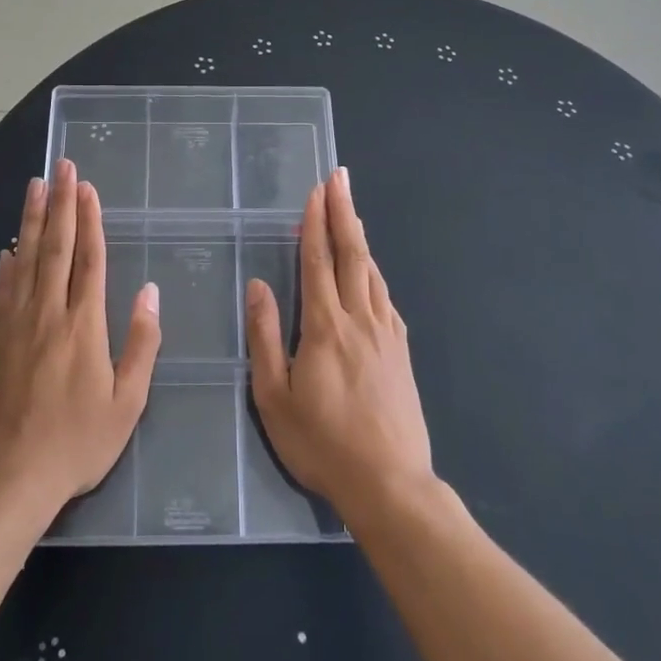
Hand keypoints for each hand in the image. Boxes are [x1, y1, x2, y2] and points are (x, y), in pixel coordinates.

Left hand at [0, 159, 161, 516]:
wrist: (7, 477)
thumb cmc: (76, 443)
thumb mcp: (127, 402)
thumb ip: (141, 343)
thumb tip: (149, 292)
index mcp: (84, 325)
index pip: (89, 259)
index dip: (90, 220)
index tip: (88, 188)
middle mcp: (47, 313)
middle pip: (55, 247)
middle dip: (60, 203)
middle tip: (61, 167)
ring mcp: (12, 324)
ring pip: (23, 259)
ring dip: (31, 220)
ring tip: (34, 187)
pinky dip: (5, 265)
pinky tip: (7, 249)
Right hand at [245, 167, 433, 521]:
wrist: (390, 483)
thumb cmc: (322, 443)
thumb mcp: (274, 397)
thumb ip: (265, 337)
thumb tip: (259, 286)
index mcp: (325, 326)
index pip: (317, 261)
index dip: (315, 222)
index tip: (316, 190)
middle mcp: (360, 319)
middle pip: (351, 254)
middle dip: (343, 212)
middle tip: (340, 178)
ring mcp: (386, 334)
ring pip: (372, 272)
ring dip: (359, 237)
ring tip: (351, 212)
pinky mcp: (401, 352)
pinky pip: (385, 298)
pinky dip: (374, 273)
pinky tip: (371, 272)